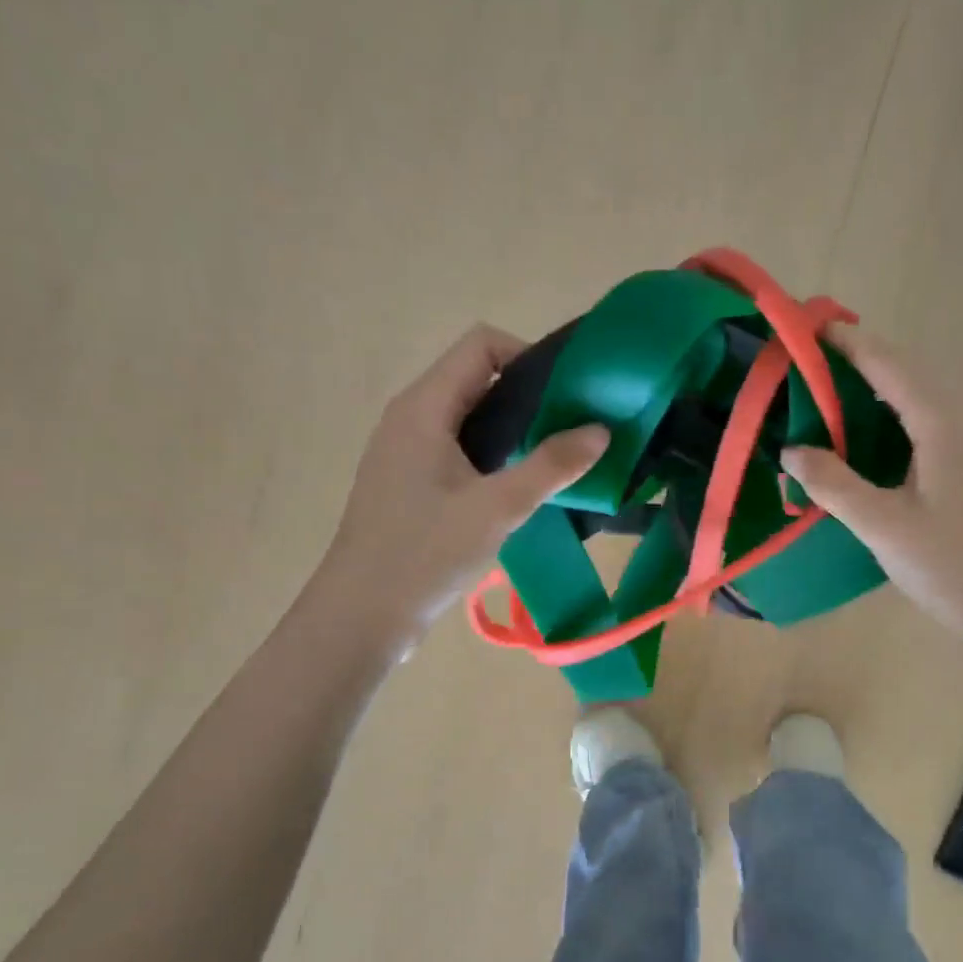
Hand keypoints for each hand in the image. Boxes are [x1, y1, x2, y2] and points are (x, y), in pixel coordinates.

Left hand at [320, 325, 607, 653]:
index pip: (481, 345)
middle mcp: (411, 418)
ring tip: (554, 461)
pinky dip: (493, 458)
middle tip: (573, 430)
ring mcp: (406, 453)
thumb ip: (551, 465)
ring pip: (469, 419)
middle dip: (528, 396)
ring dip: (513, 432)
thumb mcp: (497, 508)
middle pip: (476, 379)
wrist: (361, 616)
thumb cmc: (424, 553)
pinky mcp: (410, 485)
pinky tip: (519, 492)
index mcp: (424, 407)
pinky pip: (458, 452)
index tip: (567, 395)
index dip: (528, 355)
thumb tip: (601, 430)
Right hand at [781, 327, 962, 641]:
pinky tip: (874, 437)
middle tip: (813, 363)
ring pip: (925, 395)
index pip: (890, 364)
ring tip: (835, 393)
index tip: (810, 328)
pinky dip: (899, 414)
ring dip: (881, 387)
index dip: (849, 343)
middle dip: (863, 360)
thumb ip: (833, 483)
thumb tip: (791, 450)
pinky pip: (935, 419)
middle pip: (911, 371)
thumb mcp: (881, 525)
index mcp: (946, 422)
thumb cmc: (950, 565)